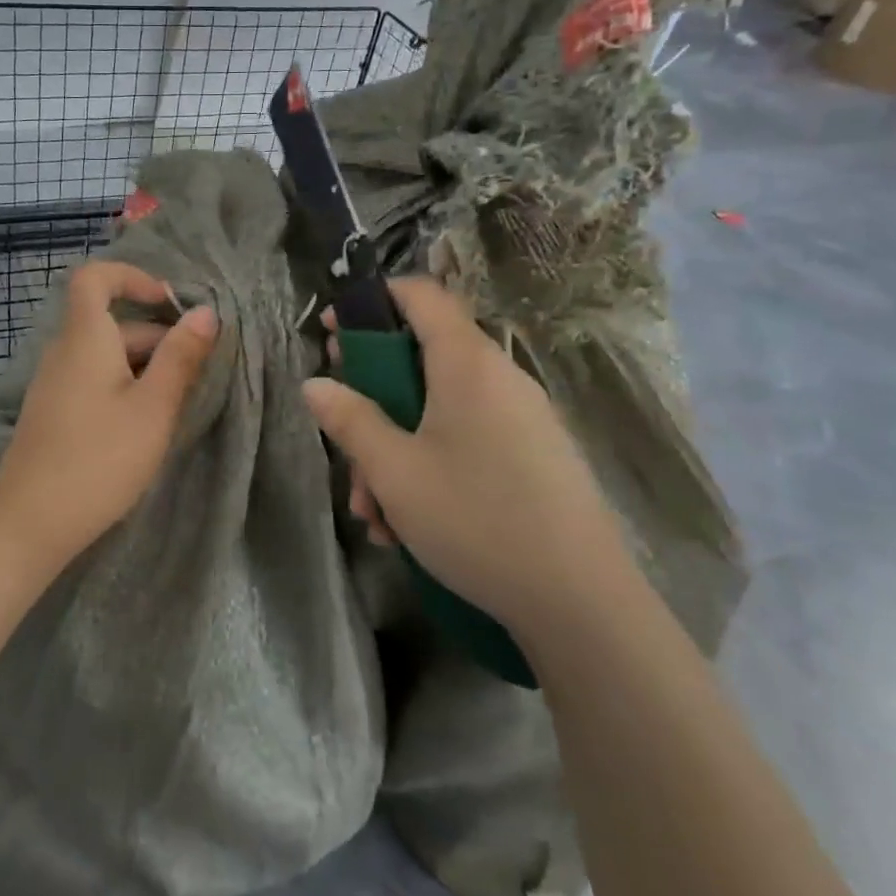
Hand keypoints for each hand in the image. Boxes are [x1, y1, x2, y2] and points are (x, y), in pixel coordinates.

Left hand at [0, 260, 217, 569]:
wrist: (29, 523)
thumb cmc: (99, 459)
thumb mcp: (153, 408)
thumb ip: (181, 357)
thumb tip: (206, 312)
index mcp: (85, 338)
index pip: (94, 277)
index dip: (132, 277)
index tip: (169, 302)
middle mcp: (64, 352)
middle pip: (111, 322)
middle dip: (158, 335)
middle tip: (198, 371)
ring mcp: (54, 383)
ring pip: (105, 355)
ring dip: (145, 365)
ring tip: (179, 401)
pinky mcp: (53, 412)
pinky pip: (93, 379)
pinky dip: (124, 385)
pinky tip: (146, 423)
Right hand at [303, 277, 631, 630]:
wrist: (579, 600)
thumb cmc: (475, 518)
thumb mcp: (394, 470)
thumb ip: (349, 419)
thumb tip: (316, 383)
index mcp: (467, 363)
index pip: (421, 295)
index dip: (371, 300)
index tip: (332, 331)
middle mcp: (499, 378)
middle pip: (422, 358)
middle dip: (371, 394)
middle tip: (339, 425)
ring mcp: (521, 419)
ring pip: (438, 410)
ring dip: (394, 447)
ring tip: (371, 510)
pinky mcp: (533, 457)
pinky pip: (466, 440)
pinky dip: (428, 465)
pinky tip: (406, 524)